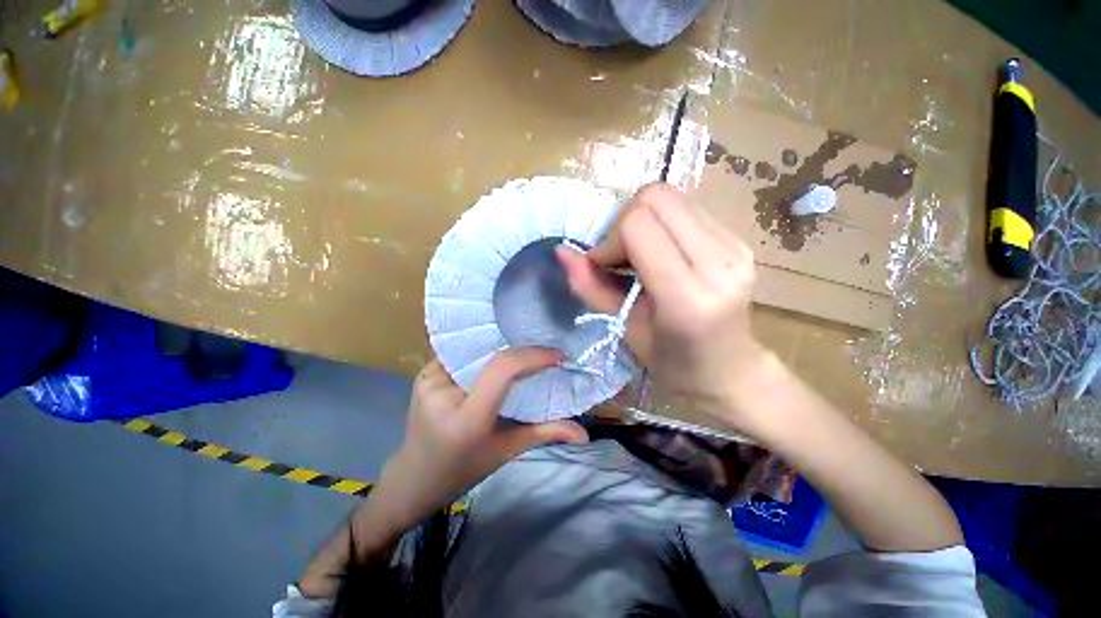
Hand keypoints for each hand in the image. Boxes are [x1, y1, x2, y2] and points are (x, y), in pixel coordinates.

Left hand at [364, 349, 588, 534]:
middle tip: (544, 349)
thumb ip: (545, 434)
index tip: (556, 355)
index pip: (503, 369)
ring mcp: (429, 378)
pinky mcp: (424, 373)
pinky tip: (499, 354)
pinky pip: (463, 352)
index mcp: (466, 417)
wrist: (413, 479)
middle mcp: (443, 391)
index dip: (533, 356)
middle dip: (521, 348)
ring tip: (525, 348)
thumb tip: (584, 433)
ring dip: (503, 348)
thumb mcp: (506, 452)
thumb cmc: (463, 470)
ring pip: (476, 349)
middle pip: (491, 354)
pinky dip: (485, 351)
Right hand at [558, 184, 771, 422]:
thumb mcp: (624, 330)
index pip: (639, 226)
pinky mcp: (739, 239)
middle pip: (656, 198)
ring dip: (642, 220)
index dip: (610, 240)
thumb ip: (590, 288)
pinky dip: (662, 223)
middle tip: (619, 257)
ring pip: (672, 197)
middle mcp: (720, 262)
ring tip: (639, 256)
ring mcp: (735, 246)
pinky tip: (660, 253)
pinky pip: (687, 208)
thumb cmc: (672, 362)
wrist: (730, 370)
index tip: (603, 265)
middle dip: (624, 222)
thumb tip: (561, 251)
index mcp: (687, 297)